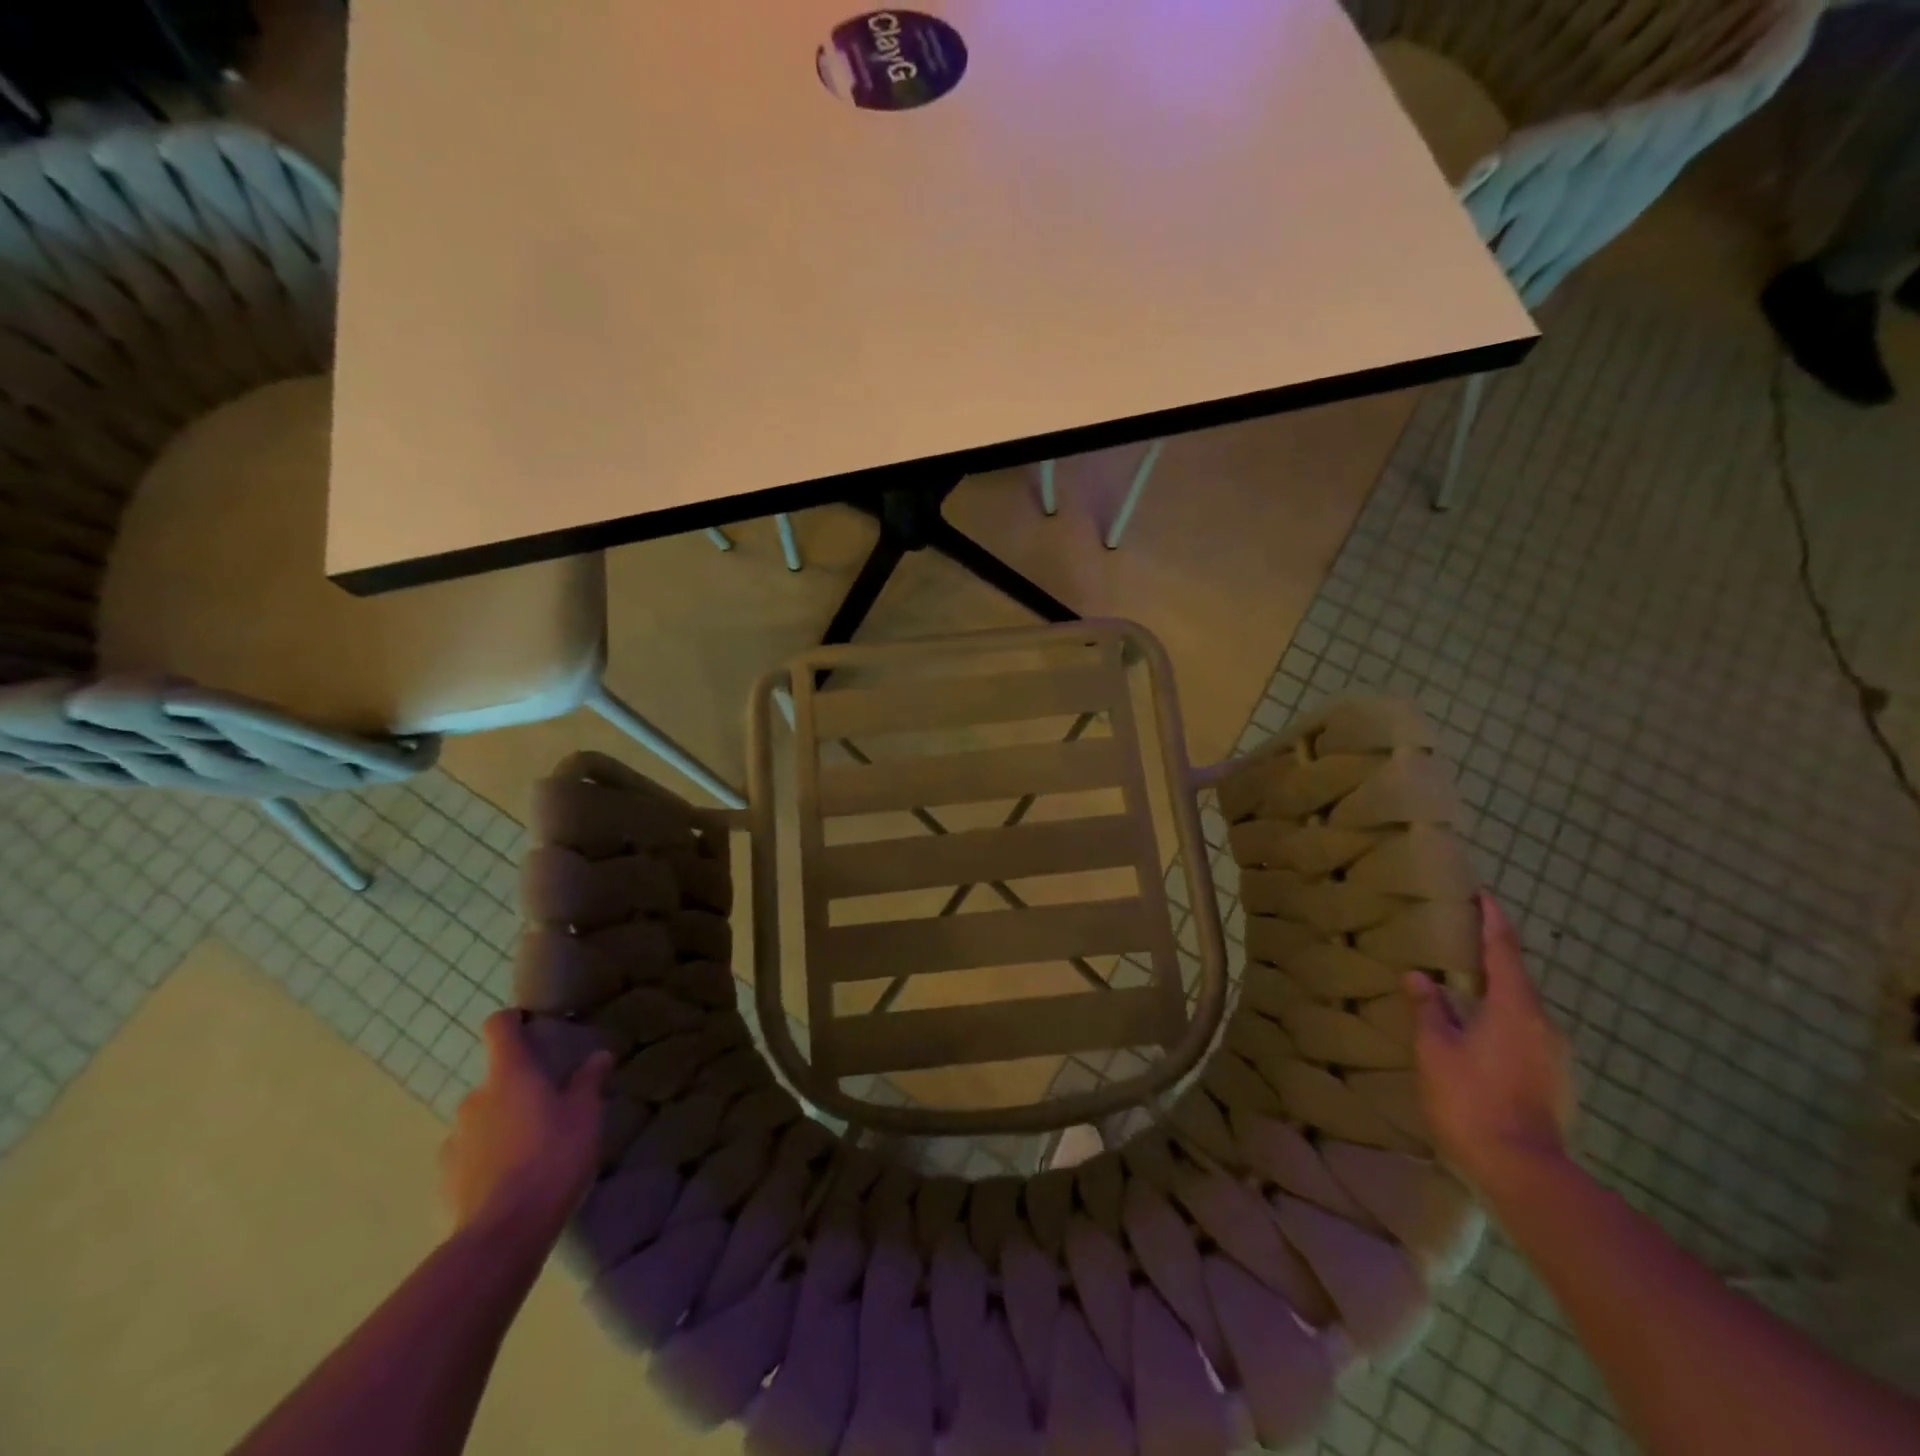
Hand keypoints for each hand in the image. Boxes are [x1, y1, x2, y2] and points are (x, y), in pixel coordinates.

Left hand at [441, 1012, 611, 1246]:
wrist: (503, 1233)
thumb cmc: (552, 1157)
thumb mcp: (586, 1115)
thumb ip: (589, 1081)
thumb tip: (598, 1055)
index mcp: (510, 1075)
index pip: (499, 1028)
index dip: (512, 1020)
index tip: (530, 1024)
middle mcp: (475, 1098)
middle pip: (495, 1078)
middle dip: (518, 1086)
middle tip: (549, 1104)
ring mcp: (455, 1139)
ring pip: (482, 1117)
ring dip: (502, 1122)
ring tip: (532, 1146)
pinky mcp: (446, 1177)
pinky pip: (470, 1153)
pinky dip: (487, 1156)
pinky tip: (510, 1177)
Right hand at [1407, 892, 1574, 1192]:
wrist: (1523, 1171)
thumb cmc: (1471, 1098)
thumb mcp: (1435, 1049)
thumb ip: (1429, 1008)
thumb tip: (1420, 976)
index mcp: (1515, 1008)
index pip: (1504, 951)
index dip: (1494, 922)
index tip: (1486, 897)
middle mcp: (1544, 1024)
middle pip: (1517, 981)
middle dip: (1492, 961)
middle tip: (1462, 946)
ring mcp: (1556, 1056)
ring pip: (1522, 1011)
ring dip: (1496, 996)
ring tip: (1465, 993)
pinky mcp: (1556, 1081)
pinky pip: (1525, 1036)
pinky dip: (1502, 1024)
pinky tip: (1479, 1037)